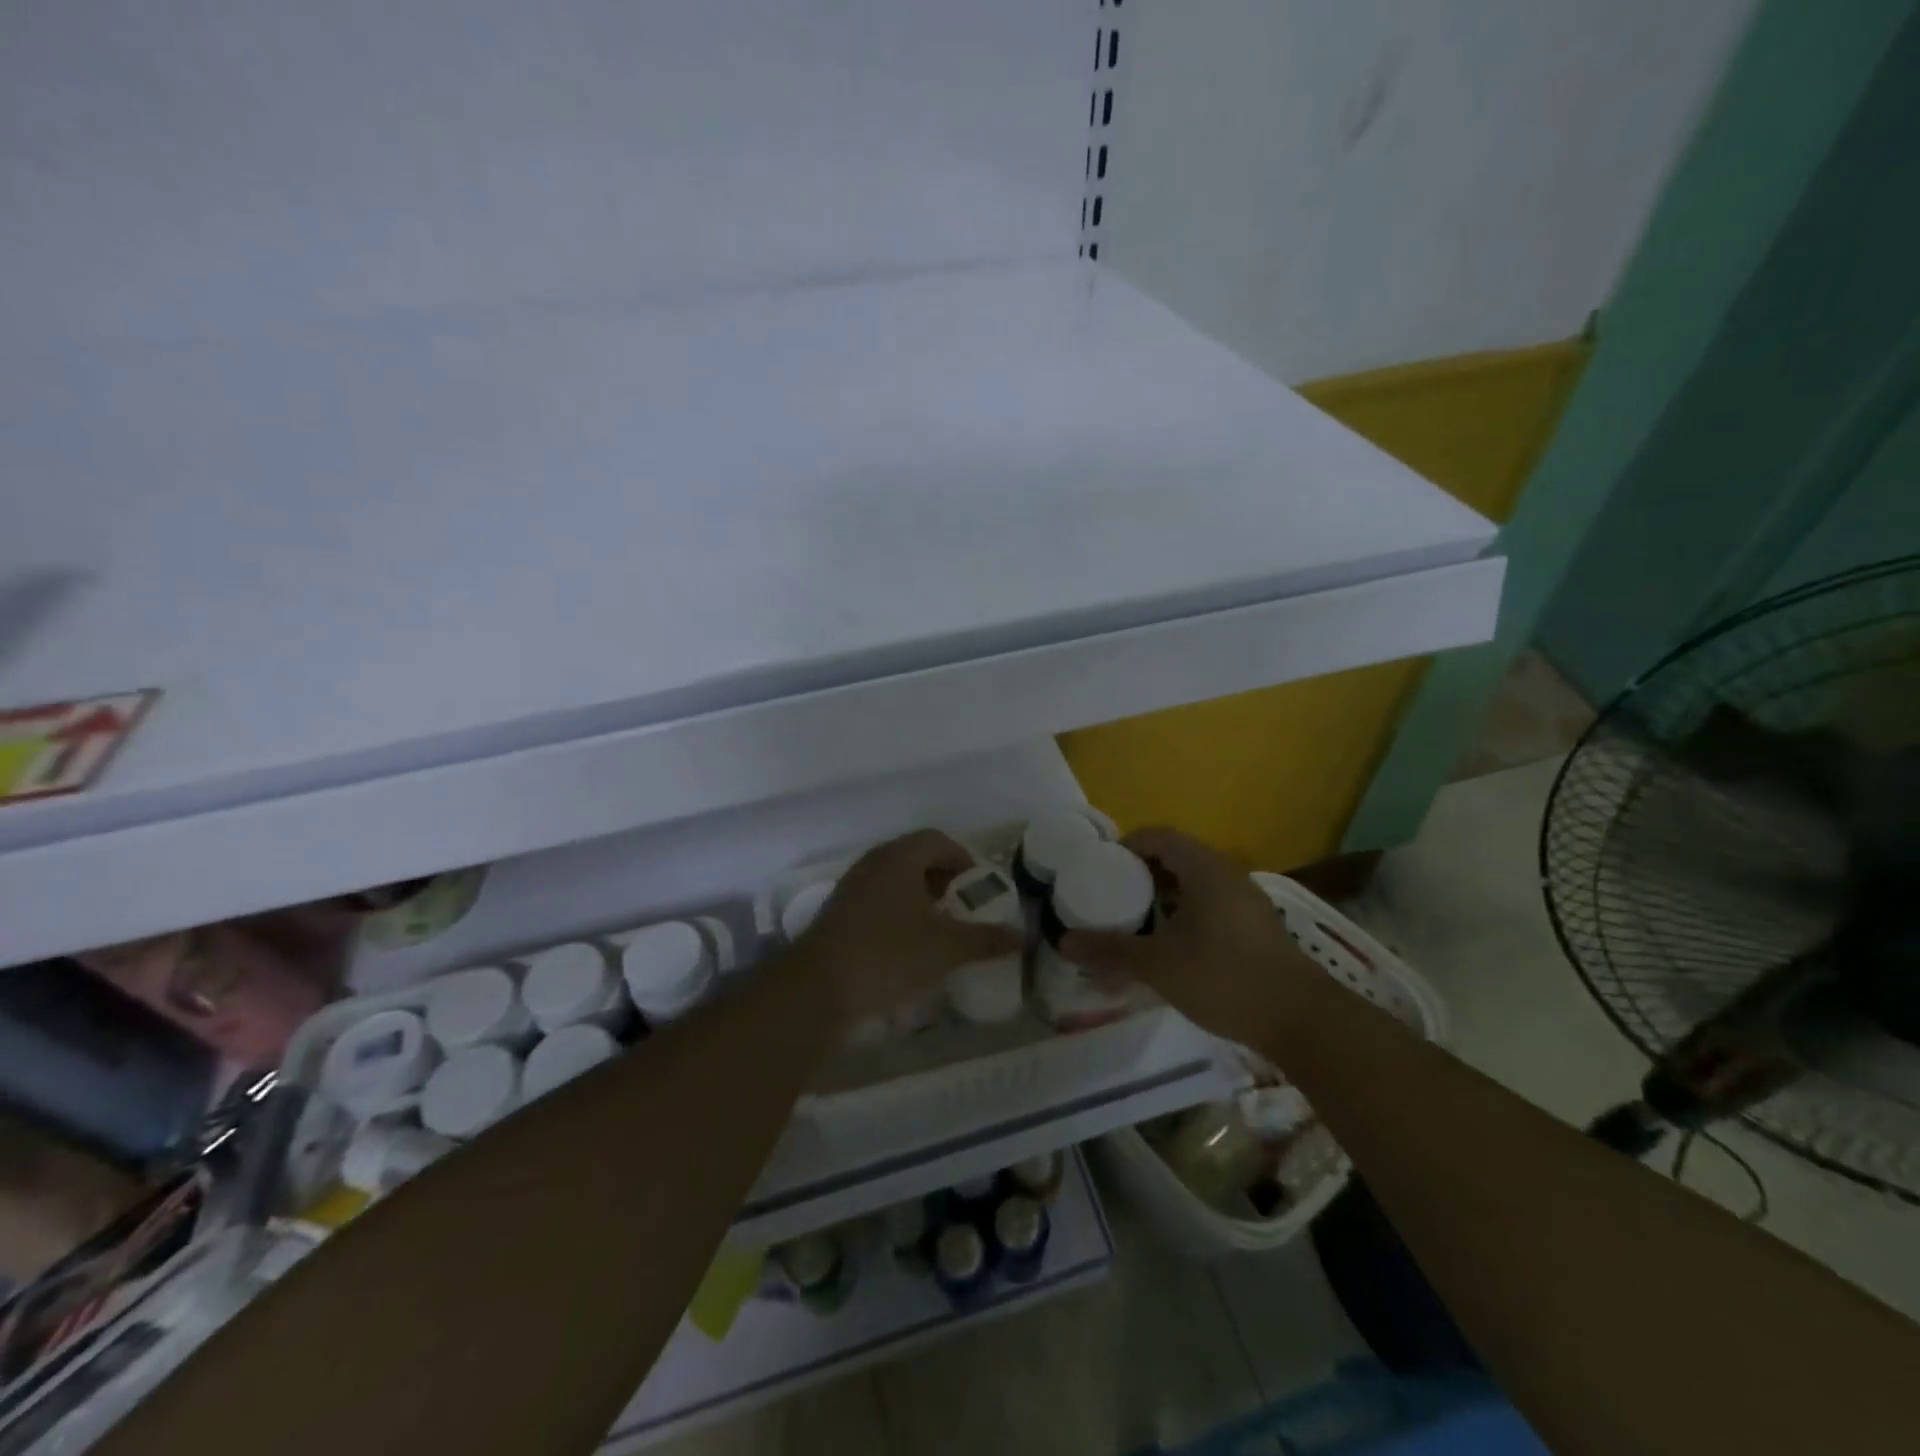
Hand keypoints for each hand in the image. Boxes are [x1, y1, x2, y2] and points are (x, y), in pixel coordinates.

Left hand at [796, 830, 1023, 1027]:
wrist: (819, 986)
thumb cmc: (889, 954)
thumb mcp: (946, 948)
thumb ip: (986, 939)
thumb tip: (1023, 936)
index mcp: (900, 857)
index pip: (938, 840)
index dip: (963, 860)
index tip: (978, 889)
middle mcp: (874, 862)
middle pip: (915, 857)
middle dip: (943, 879)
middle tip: (962, 908)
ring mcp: (851, 885)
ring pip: (894, 879)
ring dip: (919, 897)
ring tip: (938, 928)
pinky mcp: (838, 911)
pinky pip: (877, 899)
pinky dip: (897, 912)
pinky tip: (906, 945)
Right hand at [1059, 827, 1315, 1041]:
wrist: (1301, 1020)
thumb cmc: (1224, 978)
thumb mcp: (1158, 965)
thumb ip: (1111, 950)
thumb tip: (1063, 941)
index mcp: (1204, 869)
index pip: (1158, 836)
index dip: (1126, 846)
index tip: (1100, 869)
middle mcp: (1227, 875)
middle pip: (1175, 859)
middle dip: (1140, 875)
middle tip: (1110, 897)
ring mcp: (1245, 901)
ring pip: (1193, 885)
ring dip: (1162, 899)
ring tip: (1134, 924)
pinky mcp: (1255, 928)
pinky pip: (1210, 906)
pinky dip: (1184, 916)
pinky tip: (1170, 948)